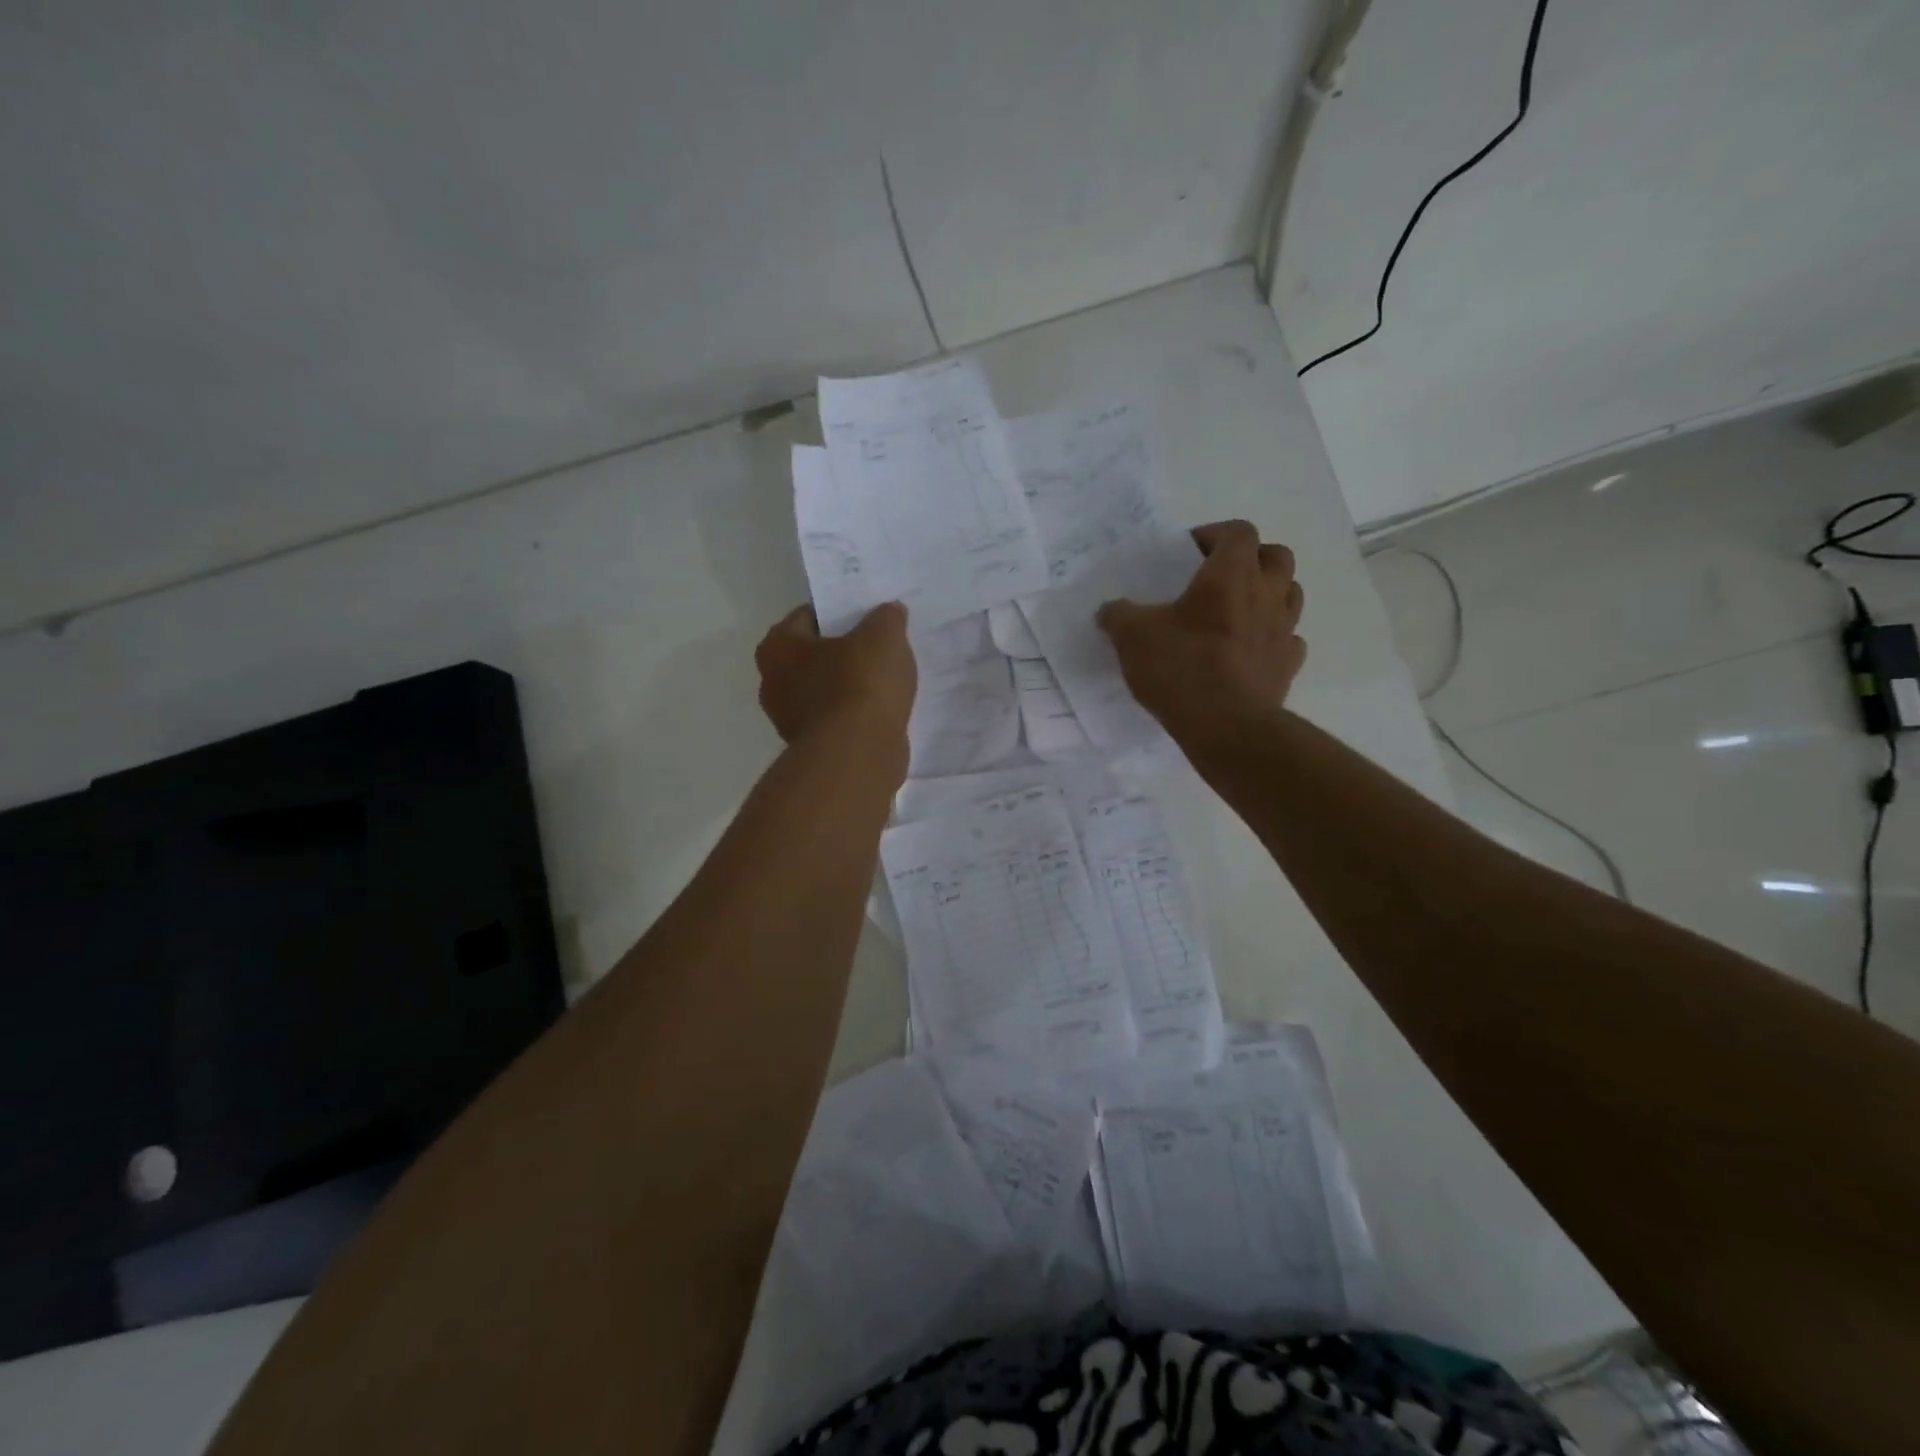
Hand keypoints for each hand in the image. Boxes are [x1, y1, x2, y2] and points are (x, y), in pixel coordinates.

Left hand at [754, 601, 916, 758]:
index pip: (808, 616)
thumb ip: (886, 617)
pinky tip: (882, 711)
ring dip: (849, 686)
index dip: (839, 613)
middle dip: (843, 652)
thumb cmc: (860, 684)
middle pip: (814, 656)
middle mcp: (773, 681)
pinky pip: (836, 719)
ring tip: (886, 681)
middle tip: (879, 648)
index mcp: (778, 646)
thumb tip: (889, 612)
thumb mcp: (884, 636)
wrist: (857, 755)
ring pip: (825, 690)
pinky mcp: (811, 747)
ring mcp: (789, 719)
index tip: (868, 617)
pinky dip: (854, 714)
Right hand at [1097, 519, 1305, 735]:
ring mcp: (1283, 630)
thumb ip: (1119, 615)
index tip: (1189, 552)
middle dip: (1251, 558)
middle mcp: (1266, 594)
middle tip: (1219, 576)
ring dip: (1268, 593)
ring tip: (1237, 611)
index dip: (1215, 534)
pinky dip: (1272, 637)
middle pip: (1276, 556)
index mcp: (1230, 575)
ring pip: (1290, 594)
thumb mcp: (1132, 636)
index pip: (1238, 532)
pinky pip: (1289, 639)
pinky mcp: (1288, 665)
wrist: (1225, 725)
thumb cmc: (1181, 667)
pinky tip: (1249, 649)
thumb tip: (1109, 610)